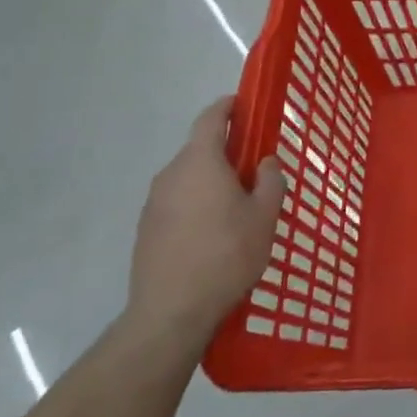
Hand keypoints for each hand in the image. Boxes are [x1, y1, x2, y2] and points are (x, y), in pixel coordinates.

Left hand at [128, 97, 283, 349]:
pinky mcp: (146, 229)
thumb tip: (265, 162)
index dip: (227, 107)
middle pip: (199, 149)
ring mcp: (154, 203)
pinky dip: (196, 204)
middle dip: (226, 151)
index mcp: (201, 162)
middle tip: (254, 167)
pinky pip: (177, 202)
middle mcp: (172, 174)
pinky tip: (214, 232)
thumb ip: (270, 181)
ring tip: (237, 205)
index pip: (211, 119)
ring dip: (211, 180)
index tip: (243, 103)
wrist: (170, 313)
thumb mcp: (264, 216)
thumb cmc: (226, 255)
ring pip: (188, 178)